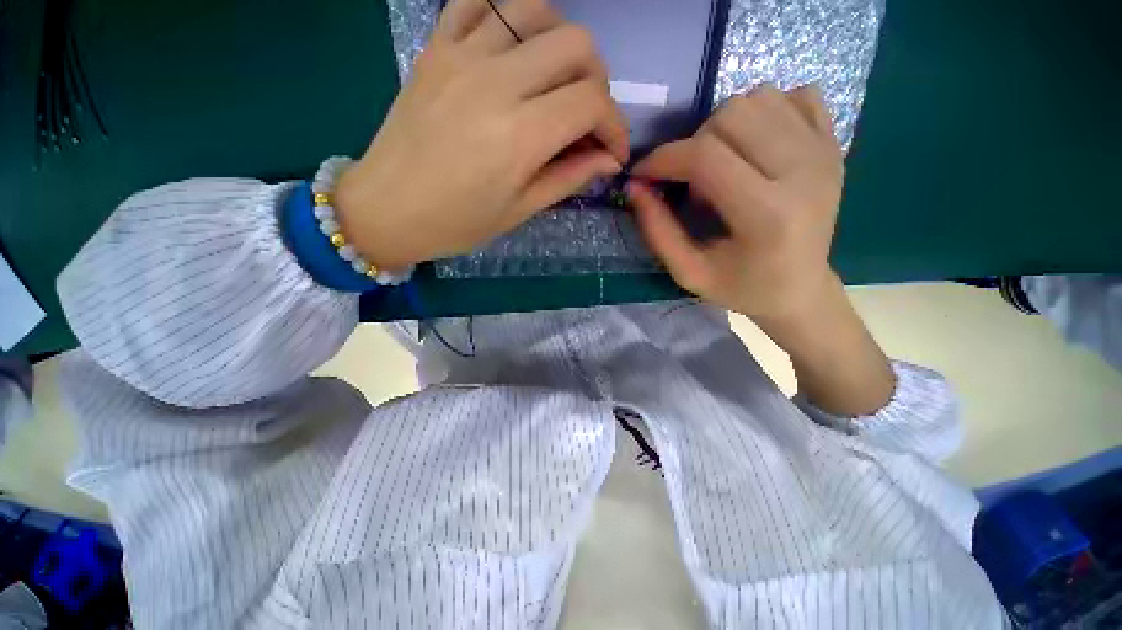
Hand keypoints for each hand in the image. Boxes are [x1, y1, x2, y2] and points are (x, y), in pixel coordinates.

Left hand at [334, 0, 628, 269]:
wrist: (387, 208)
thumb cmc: (458, 222)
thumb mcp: (520, 210)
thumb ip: (569, 178)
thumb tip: (608, 160)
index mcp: (520, 136)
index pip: (591, 103)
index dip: (614, 127)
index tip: (612, 152)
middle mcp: (496, 82)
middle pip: (576, 45)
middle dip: (597, 83)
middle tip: (587, 119)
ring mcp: (462, 55)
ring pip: (535, 10)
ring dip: (560, 43)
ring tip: (555, 82)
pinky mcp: (436, 46)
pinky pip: (480, 0)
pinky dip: (508, 16)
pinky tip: (513, 49)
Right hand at [626, 84, 842, 325]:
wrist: (800, 290)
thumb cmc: (740, 288)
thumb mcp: (688, 272)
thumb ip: (657, 231)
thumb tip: (634, 186)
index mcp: (767, 215)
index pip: (706, 157)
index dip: (664, 158)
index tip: (643, 173)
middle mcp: (804, 172)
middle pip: (733, 115)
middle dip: (693, 143)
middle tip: (692, 180)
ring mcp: (824, 152)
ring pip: (760, 97)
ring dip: (724, 125)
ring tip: (722, 164)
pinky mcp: (834, 144)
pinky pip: (795, 94)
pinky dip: (765, 110)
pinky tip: (755, 145)